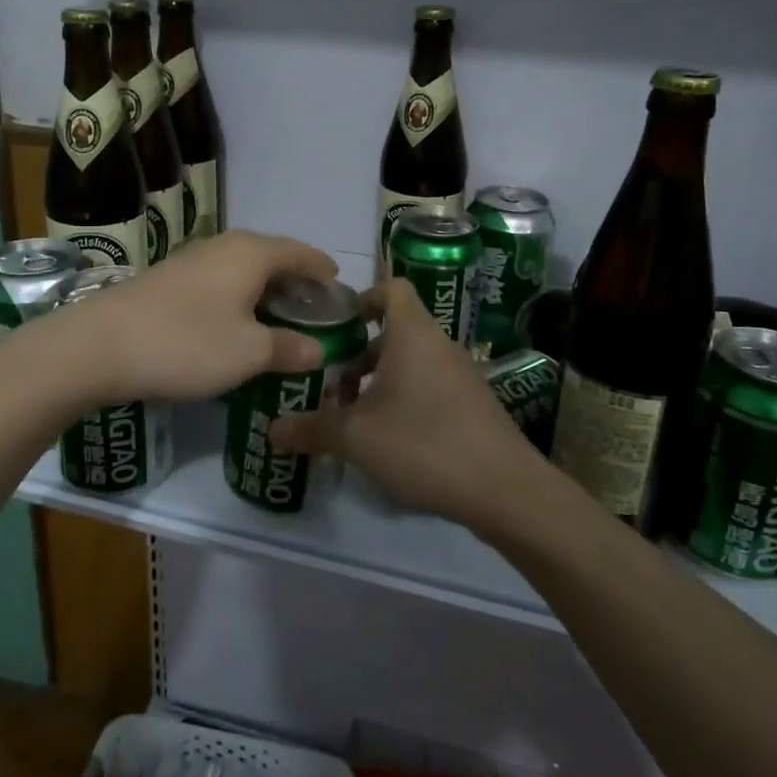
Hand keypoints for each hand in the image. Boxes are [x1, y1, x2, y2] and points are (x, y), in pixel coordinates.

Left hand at [61, 231, 339, 404]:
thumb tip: (318, 350)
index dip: (322, 269)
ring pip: (243, 270)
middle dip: (295, 281)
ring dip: (265, 291)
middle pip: (272, 257)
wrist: (97, 346)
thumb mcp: (248, 353)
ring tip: (278, 318)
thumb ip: (288, 348)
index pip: (301, 252)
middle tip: (313, 310)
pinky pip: (219, 282)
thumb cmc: (186, 343)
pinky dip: (238, 298)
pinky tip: (235, 324)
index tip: (339, 285)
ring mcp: (192, 260)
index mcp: (251, 254)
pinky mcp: (168, 280)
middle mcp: (224, 247)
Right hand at [270, 280, 547, 532]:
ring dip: (379, 381)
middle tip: (330, 386)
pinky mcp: (472, 404)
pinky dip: (404, 399)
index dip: (361, 298)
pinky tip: (389, 440)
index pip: (391, 288)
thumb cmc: (424, 444)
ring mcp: (461, 374)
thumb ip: (312, 428)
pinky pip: (429, 386)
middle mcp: (439, 345)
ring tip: (353, 417)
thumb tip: (272, 430)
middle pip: (394, 331)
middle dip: (358, 354)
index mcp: (413, 334)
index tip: (334, 326)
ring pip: (411, 362)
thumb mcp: (356, 438)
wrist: (504, 489)